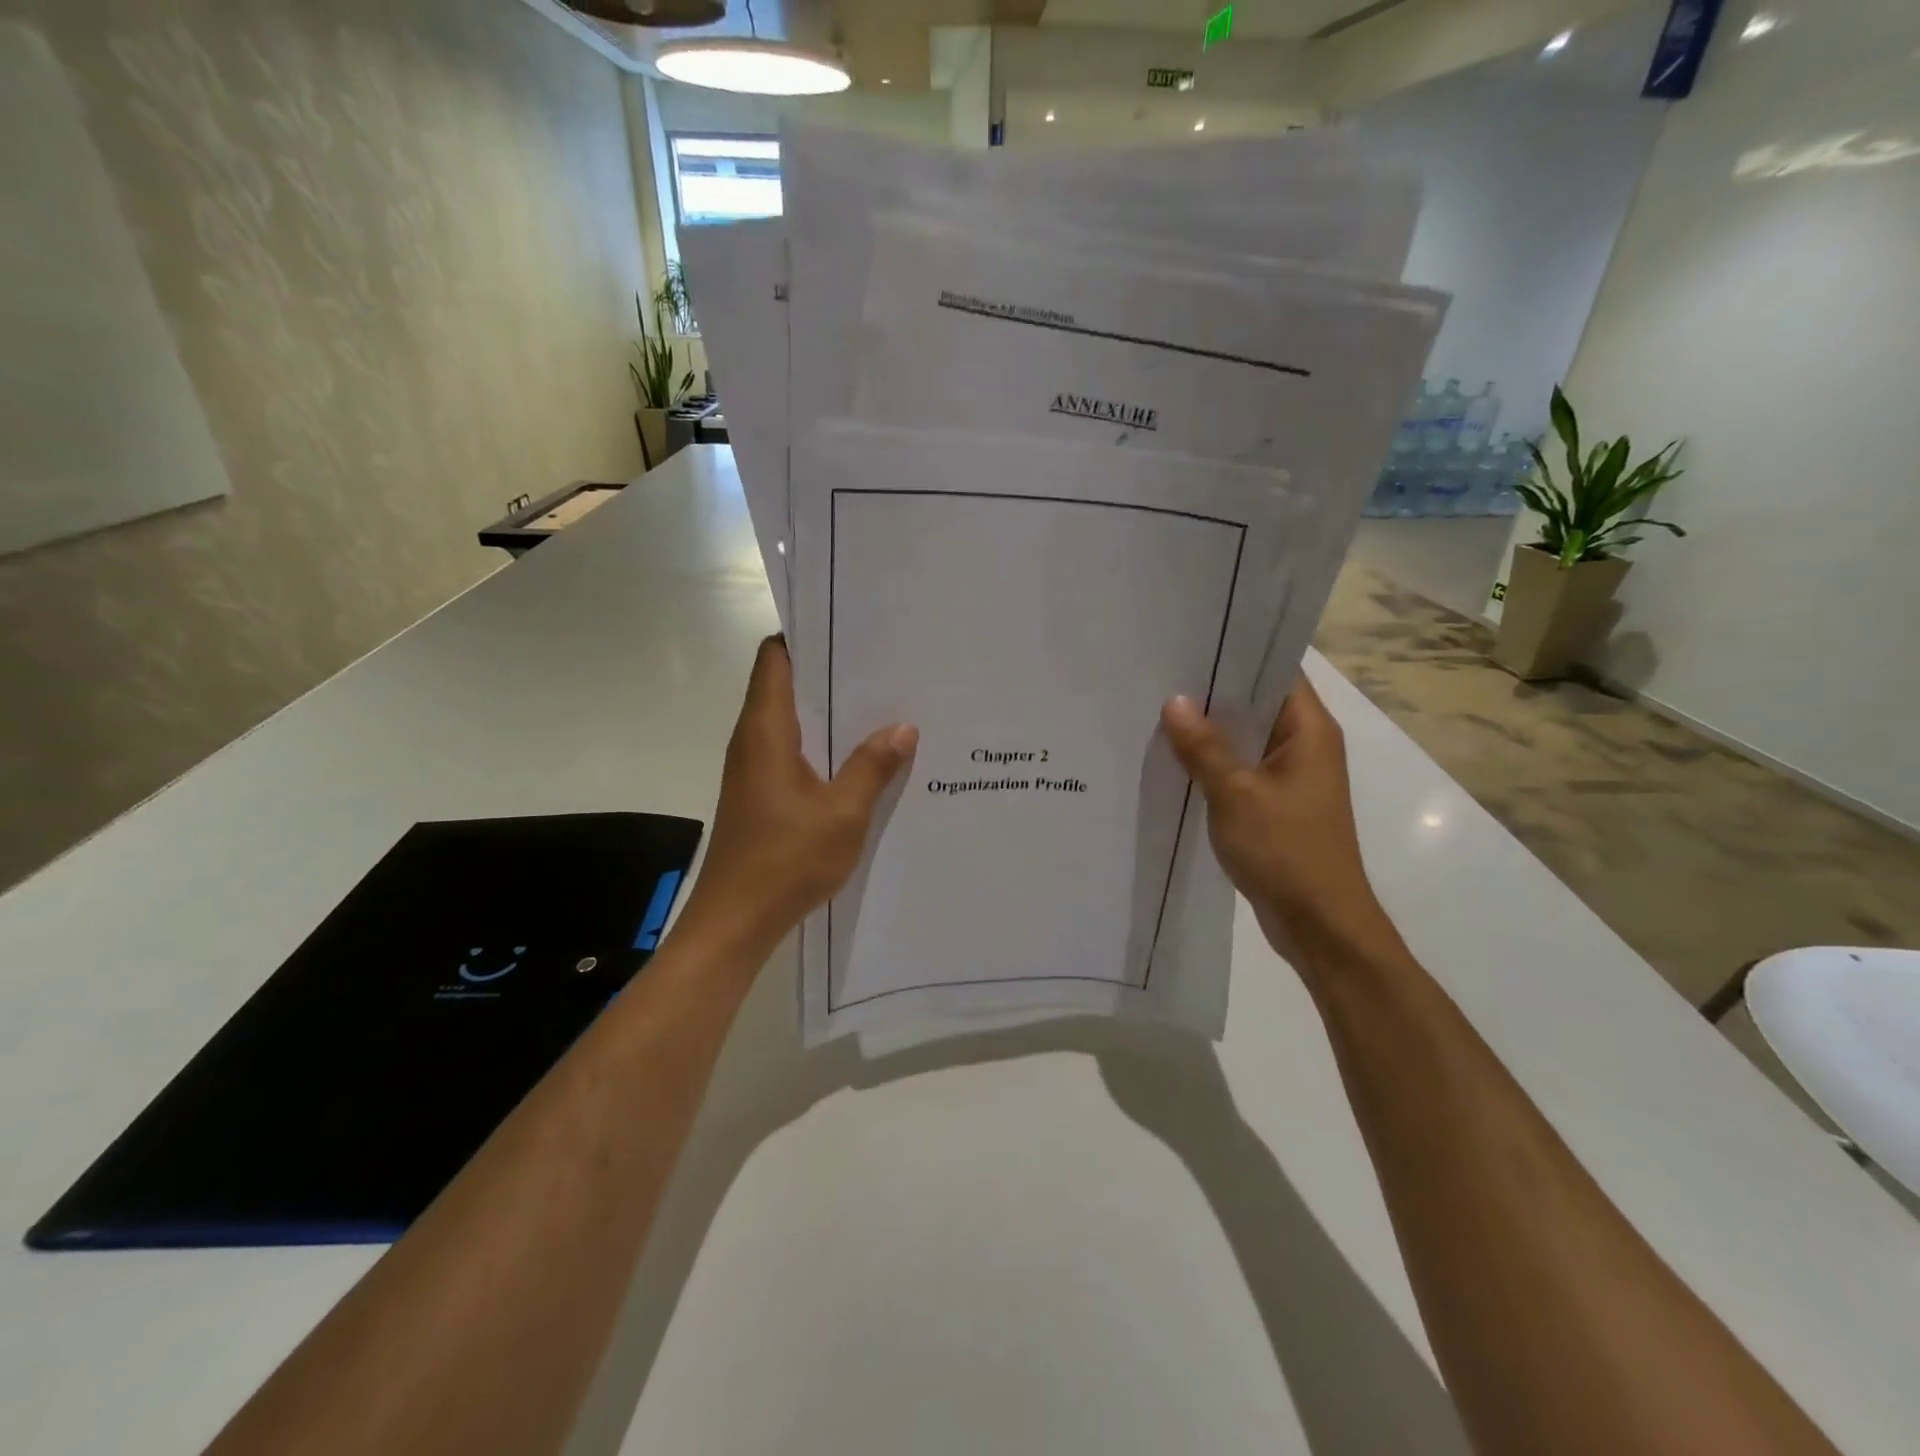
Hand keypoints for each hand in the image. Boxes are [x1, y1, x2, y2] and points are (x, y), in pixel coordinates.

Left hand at [679, 636, 917, 954]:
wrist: (736, 921)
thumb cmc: (785, 860)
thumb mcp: (843, 813)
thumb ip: (872, 766)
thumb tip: (904, 727)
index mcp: (766, 731)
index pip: (775, 658)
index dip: (806, 636)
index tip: (850, 628)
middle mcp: (753, 740)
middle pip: (784, 684)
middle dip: (829, 671)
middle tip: (882, 664)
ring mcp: (754, 768)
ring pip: (791, 720)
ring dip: (828, 710)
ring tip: (881, 703)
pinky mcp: (760, 792)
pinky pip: (793, 750)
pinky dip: (822, 742)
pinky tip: (861, 755)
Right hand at [1161, 674, 1402, 975]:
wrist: (1320, 924)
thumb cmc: (1285, 850)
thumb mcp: (1236, 794)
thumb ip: (1203, 747)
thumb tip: (1175, 701)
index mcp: (1309, 730)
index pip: (1276, 671)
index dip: (1236, 654)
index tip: (1190, 643)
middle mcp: (1306, 745)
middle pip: (1258, 703)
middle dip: (1213, 693)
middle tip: (1161, 675)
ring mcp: (1292, 776)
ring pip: (1247, 739)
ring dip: (1211, 731)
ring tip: (1159, 711)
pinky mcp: (1278, 804)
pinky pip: (1243, 770)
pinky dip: (1214, 763)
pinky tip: (1176, 760)